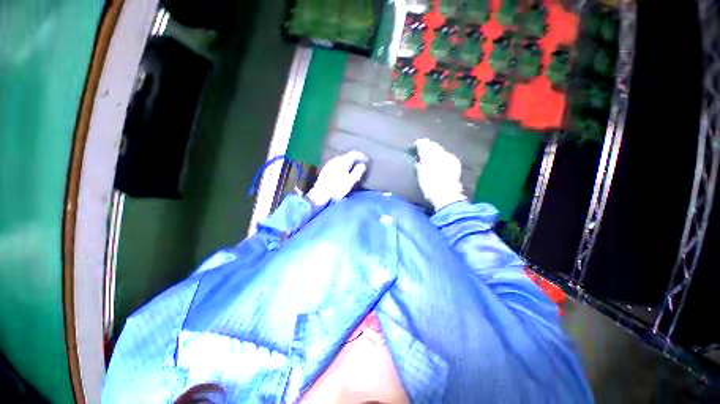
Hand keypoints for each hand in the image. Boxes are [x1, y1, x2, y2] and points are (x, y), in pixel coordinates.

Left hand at [307, 151, 368, 205]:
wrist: (320, 195)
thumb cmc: (337, 189)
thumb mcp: (350, 182)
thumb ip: (358, 172)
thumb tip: (362, 165)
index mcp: (343, 161)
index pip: (354, 153)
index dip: (362, 156)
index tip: (367, 161)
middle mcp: (335, 160)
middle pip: (347, 156)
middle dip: (355, 159)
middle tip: (361, 165)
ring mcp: (329, 163)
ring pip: (342, 159)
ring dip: (349, 162)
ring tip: (354, 169)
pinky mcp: (326, 168)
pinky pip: (337, 163)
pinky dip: (343, 165)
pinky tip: (344, 172)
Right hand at [414, 138, 466, 209]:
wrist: (446, 194)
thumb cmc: (429, 186)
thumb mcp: (420, 175)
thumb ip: (419, 164)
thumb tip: (418, 159)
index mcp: (429, 155)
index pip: (423, 143)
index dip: (418, 144)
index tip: (414, 148)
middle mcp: (440, 152)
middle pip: (433, 144)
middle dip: (427, 147)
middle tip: (421, 153)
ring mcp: (450, 156)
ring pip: (440, 149)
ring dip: (434, 151)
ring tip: (430, 158)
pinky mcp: (455, 162)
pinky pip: (447, 155)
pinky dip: (442, 157)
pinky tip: (440, 163)